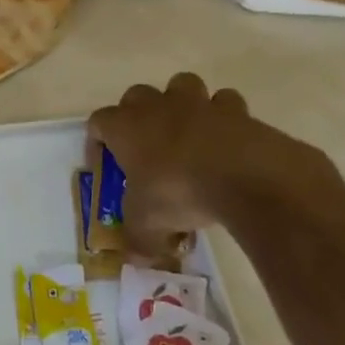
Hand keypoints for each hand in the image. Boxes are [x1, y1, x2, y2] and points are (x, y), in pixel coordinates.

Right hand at [87, 73, 340, 244]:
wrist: (247, 178)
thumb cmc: (178, 193)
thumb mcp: (148, 226)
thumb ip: (138, 241)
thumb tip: (136, 259)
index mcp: (126, 127)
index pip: (98, 121)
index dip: (97, 141)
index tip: (106, 165)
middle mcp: (158, 107)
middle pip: (137, 95)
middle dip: (138, 115)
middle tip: (145, 146)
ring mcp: (199, 104)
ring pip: (182, 85)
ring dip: (181, 104)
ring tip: (188, 134)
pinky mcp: (237, 111)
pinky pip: (226, 104)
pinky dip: (225, 118)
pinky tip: (227, 142)